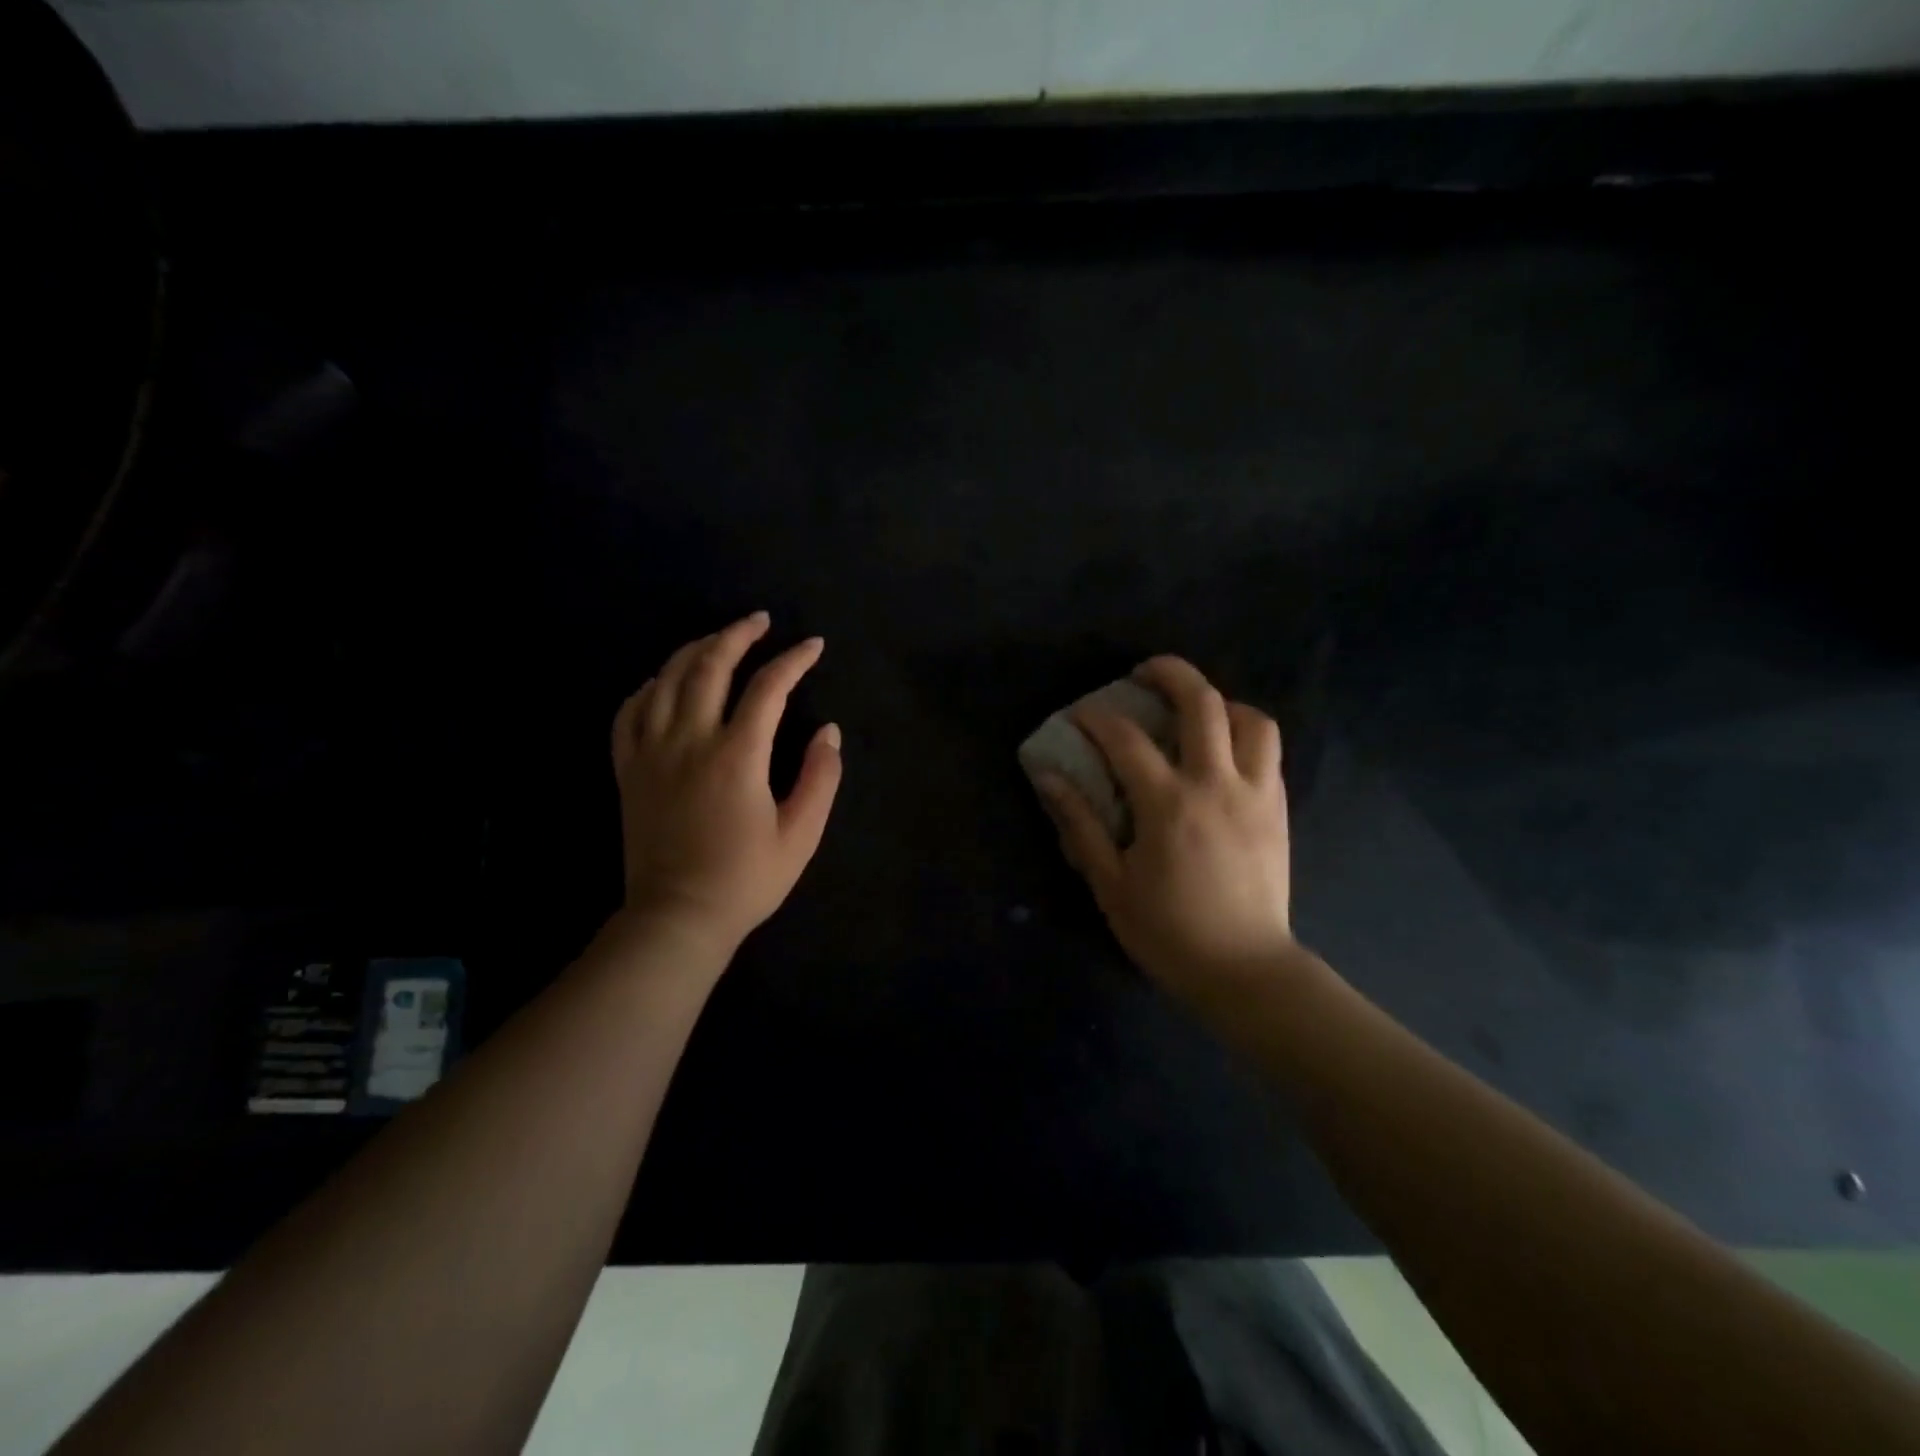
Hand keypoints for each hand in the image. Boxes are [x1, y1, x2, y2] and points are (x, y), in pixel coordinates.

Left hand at [610, 612, 842, 956]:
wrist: (678, 918)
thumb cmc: (746, 880)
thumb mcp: (801, 834)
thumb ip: (821, 778)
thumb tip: (829, 731)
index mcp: (737, 756)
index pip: (768, 688)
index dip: (794, 661)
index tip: (814, 646)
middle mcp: (690, 741)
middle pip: (709, 666)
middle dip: (738, 635)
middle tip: (760, 621)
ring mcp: (652, 753)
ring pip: (666, 680)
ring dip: (695, 650)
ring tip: (717, 639)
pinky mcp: (628, 770)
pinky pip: (629, 712)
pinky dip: (647, 687)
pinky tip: (662, 682)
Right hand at [1036, 656, 1296, 1003]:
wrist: (1245, 969)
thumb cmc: (1168, 931)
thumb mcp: (1110, 884)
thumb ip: (1079, 825)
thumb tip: (1048, 778)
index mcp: (1168, 804)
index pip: (1125, 738)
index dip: (1096, 717)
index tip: (1078, 715)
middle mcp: (1216, 783)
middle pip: (1202, 703)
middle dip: (1170, 673)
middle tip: (1144, 673)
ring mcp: (1256, 793)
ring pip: (1251, 719)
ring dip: (1220, 702)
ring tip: (1196, 711)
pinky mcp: (1279, 808)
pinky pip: (1269, 750)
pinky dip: (1244, 733)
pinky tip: (1222, 751)